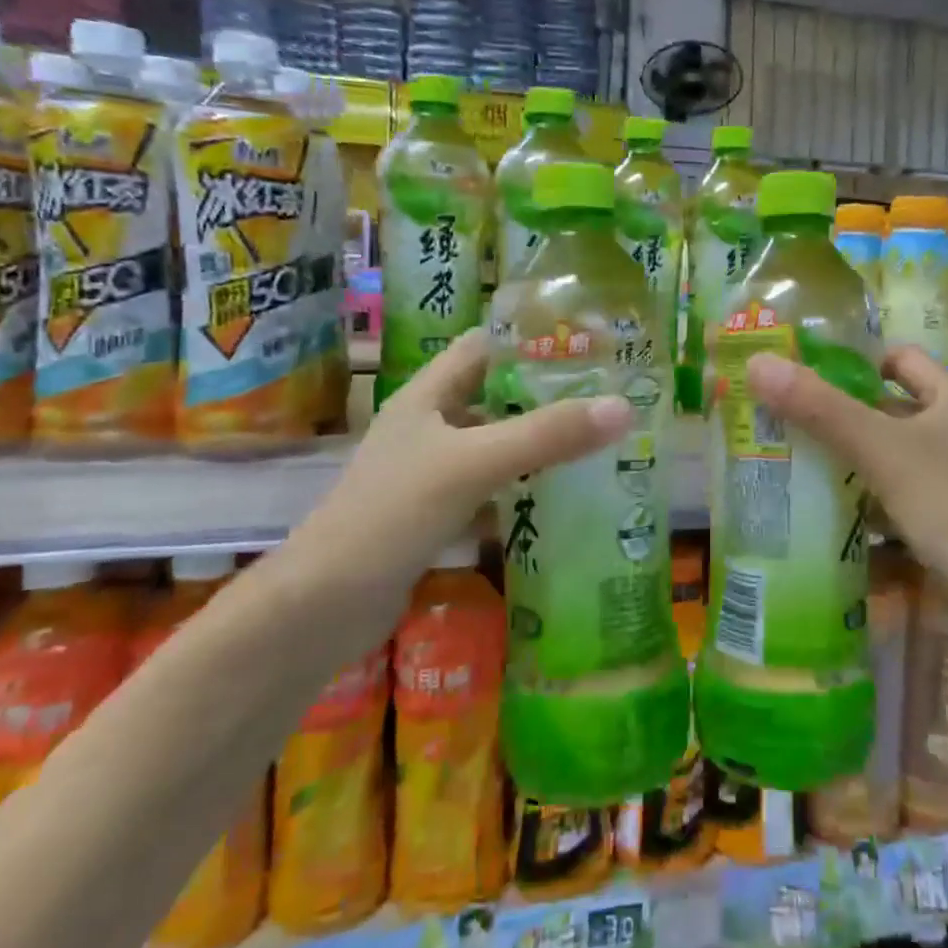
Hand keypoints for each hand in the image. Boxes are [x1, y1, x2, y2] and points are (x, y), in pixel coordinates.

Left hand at [289, 329, 629, 613]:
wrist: (324, 606)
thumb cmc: (393, 514)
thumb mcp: (474, 464)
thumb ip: (546, 436)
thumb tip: (623, 407)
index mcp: (427, 396)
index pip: (483, 347)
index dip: (529, 340)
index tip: (587, 344)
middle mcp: (428, 427)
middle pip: (494, 397)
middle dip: (546, 396)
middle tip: (608, 396)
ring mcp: (430, 473)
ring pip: (495, 445)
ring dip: (538, 444)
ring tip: (598, 442)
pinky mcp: (436, 515)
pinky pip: (489, 489)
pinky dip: (522, 489)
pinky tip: (561, 497)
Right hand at [745, 345, 947, 606]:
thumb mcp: (882, 450)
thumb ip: (820, 408)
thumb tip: (758, 363)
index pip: (899, 360)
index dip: (854, 361)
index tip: (801, 375)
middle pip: (883, 414)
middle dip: (833, 420)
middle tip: (775, 424)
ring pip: (883, 465)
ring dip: (840, 469)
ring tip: (781, 469)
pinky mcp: (939, 530)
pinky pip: (888, 509)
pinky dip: (857, 514)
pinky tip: (814, 523)